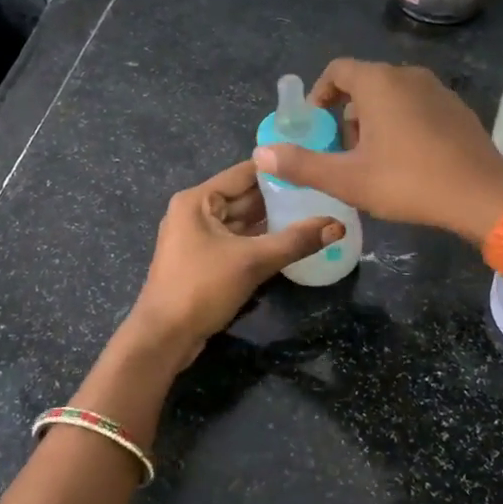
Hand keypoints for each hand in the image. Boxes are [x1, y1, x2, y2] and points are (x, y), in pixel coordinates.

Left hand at [124, 159, 344, 362]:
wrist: (163, 337)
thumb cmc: (202, 288)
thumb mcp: (253, 261)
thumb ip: (296, 241)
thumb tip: (338, 225)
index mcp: (198, 200)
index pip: (245, 173)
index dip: (278, 169)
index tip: (313, 166)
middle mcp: (195, 211)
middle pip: (244, 196)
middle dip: (279, 197)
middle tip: (320, 192)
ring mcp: (197, 237)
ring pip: (241, 221)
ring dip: (271, 220)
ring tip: (312, 213)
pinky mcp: (203, 260)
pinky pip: (236, 241)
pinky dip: (259, 240)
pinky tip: (289, 241)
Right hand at [252, 59, 502, 243]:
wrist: (482, 195)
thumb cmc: (408, 182)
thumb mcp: (348, 179)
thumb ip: (302, 164)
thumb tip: (261, 153)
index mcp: (379, 82)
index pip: (338, 71)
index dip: (320, 95)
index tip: (316, 125)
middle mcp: (408, 75)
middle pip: (365, 84)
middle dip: (348, 115)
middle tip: (345, 152)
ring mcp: (438, 89)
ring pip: (392, 96)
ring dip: (375, 121)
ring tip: (375, 161)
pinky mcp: (457, 108)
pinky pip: (418, 106)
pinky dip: (403, 124)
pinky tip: (409, 161)